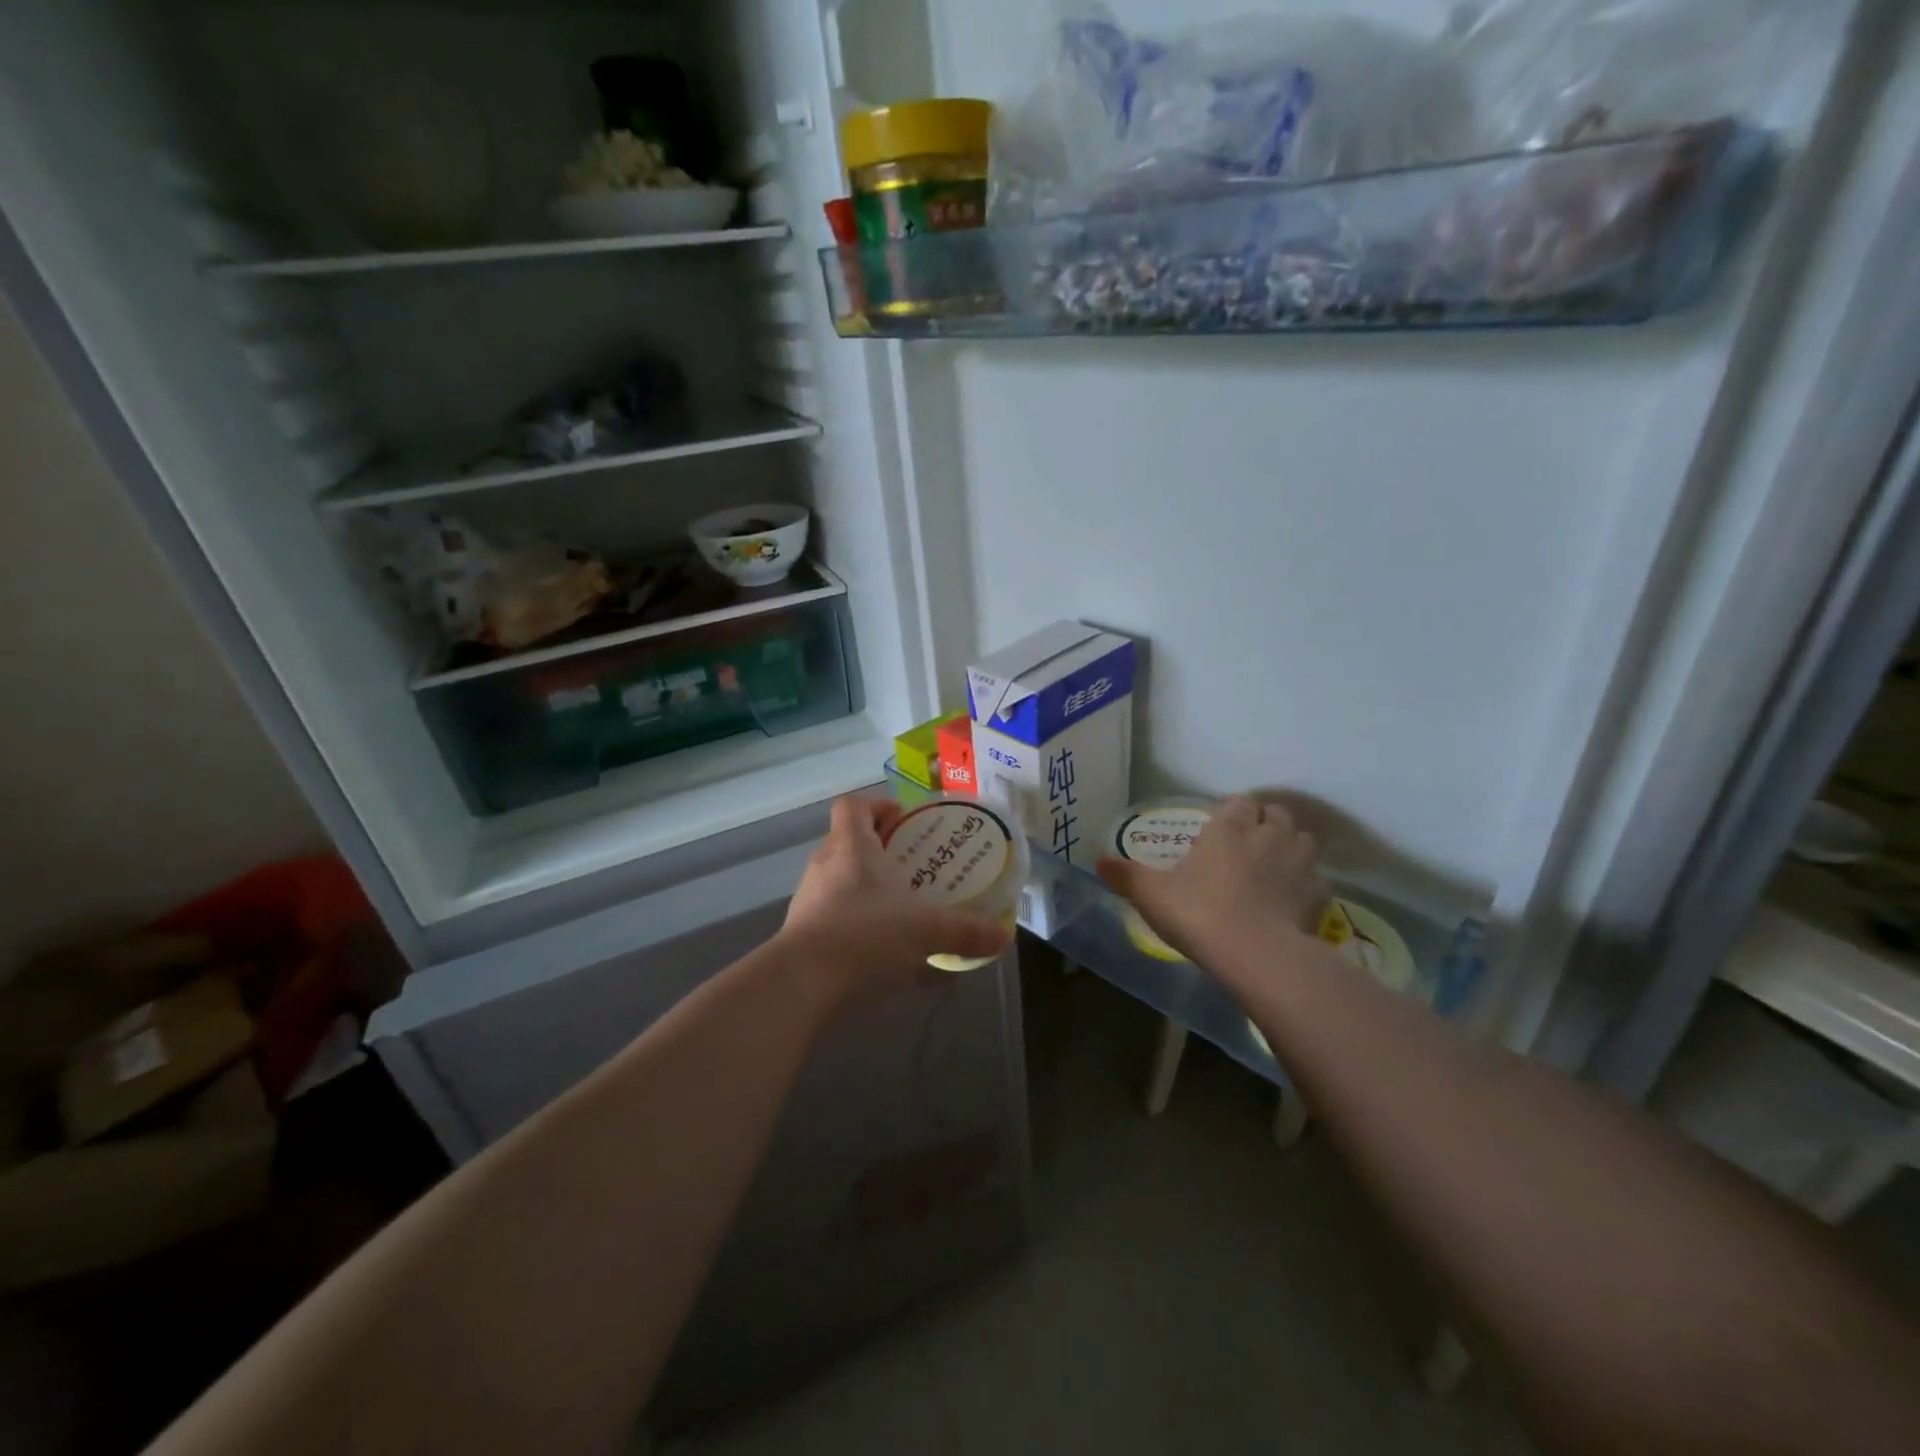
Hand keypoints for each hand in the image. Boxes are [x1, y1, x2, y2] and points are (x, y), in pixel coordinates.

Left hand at [779, 796, 1012, 988]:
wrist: (802, 982)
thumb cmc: (866, 935)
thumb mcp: (926, 931)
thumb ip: (966, 931)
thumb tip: (1003, 938)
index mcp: (852, 846)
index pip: (853, 805)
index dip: (878, 806)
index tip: (904, 820)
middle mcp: (825, 863)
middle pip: (848, 839)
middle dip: (879, 849)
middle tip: (912, 866)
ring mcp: (808, 897)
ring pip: (838, 876)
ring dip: (864, 885)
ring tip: (898, 906)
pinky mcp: (801, 930)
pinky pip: (830, 911)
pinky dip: (852, 918)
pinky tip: (876, 945)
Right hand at [1098, 795, 1326, 976]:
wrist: (1255, 954)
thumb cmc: (1197, 912)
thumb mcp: (1150, 894)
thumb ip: (1125, 875)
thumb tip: (1097, 860)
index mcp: (1228, 828)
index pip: (1238, 802)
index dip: (1232, 812)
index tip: (1220, 828)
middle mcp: (1267, 836)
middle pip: (1276, 813)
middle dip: (1264, 822)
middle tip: (1247, 844)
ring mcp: (1298, 864)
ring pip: (1303, 839)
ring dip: (1290, 846)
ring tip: (1274, 866)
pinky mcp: (1318, 896)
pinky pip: (1317, 879)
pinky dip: (1307, 883)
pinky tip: (1292, 899)